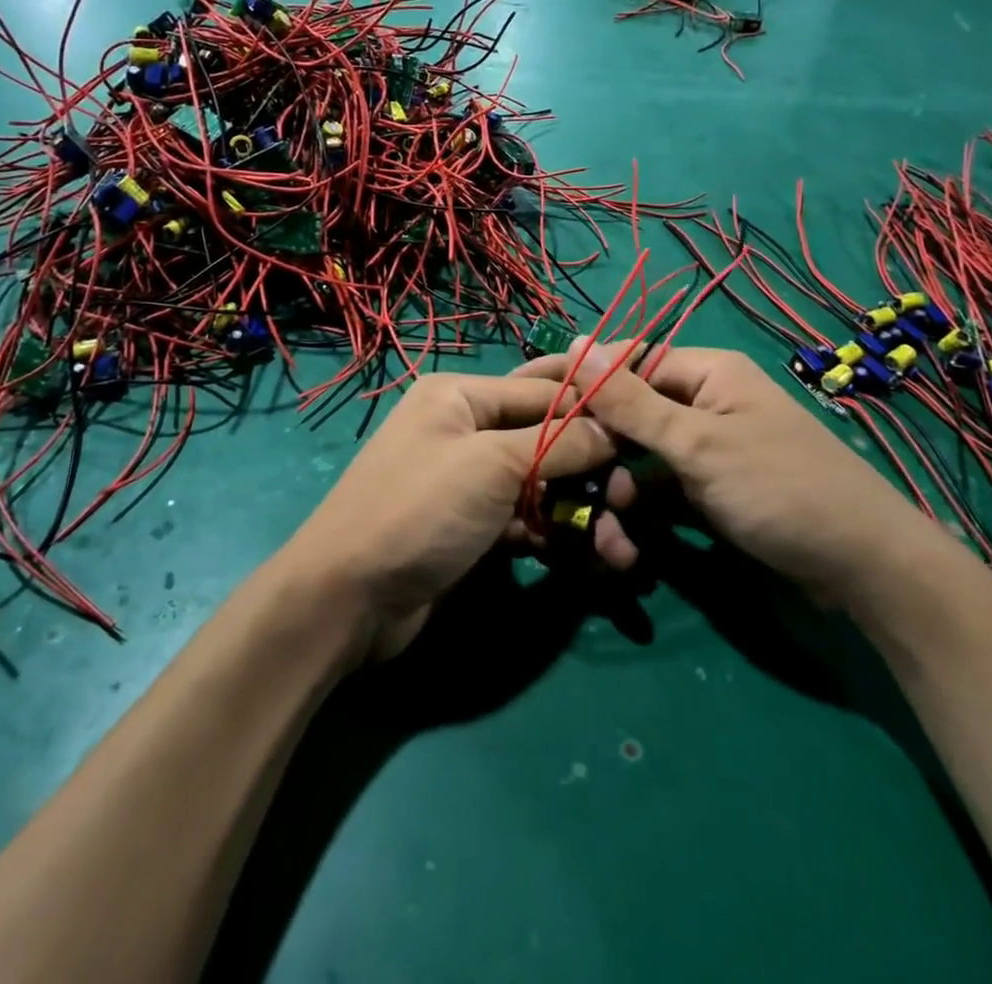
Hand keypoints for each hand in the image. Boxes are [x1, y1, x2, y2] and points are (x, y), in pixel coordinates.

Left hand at [278, 373, 627, 660]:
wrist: (346, 600)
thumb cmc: (420, 509)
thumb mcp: (492, 465)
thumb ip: (559, 443)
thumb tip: (615, 430)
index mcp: (461, 397)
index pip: (544, 391)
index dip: (595, 409)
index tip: (644, 430)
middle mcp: (466, 431)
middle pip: (547, 439)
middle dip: (592, 470)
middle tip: (630, 502)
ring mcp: (469, 483)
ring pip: (542, 485)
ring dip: (582, 513)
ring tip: (619, 551)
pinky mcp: (473, 529)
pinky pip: (526, 521)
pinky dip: (557, 536)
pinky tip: (590, 562)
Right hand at [523, 342, 934, 605]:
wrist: (864, 568)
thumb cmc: (779, 487)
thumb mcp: (697, 443)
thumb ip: (630, 400)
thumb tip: (575, 342)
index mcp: (706, 372)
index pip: (626, 363)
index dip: (580, 384)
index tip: (531, 408)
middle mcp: (704, 403)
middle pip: (630, 416)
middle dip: (599, 454)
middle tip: (563, 488)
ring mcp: (708, 450)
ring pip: (641, 460)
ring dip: (619, 494)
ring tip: (612, 538)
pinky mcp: (712, 491)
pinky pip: (662, 491)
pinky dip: (644, 514)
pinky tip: (629, 546)